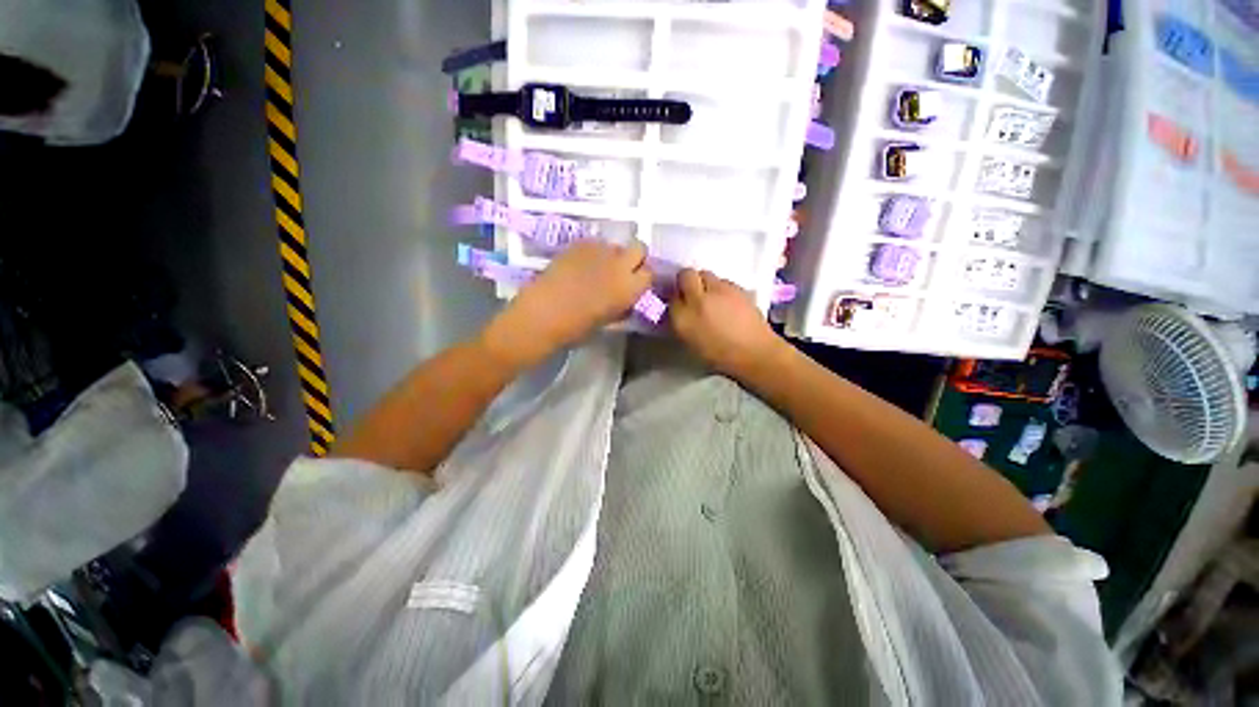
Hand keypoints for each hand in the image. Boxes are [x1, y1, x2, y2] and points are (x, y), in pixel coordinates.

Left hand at [482, 240, 651, 368]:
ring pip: (615, 244)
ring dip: (611, 255)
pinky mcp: (578, 243)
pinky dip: (592, 252)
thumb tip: (628, 300)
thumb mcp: (607, 321)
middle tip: (620, 271)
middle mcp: (619, 264)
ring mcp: (598, 250)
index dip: (642, 278)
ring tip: (596, 269)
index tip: (634, 284)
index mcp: (629, 288)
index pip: (649, 273)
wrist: (541, 315)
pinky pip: (595, 243)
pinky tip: (579, 265)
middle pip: (639, 248)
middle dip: (634, 258)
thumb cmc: (576, 328)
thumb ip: (622, 306)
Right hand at [669, 269, 786, 380]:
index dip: (676, 299)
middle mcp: (697, 299)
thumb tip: (680, 309)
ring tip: (712, 298)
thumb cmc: (719, 356)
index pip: (671, 296)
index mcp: (682, 317)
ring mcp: (718, 290)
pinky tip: (727, 302)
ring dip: (705, 283)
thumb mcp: (690, 343)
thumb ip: (682, 322)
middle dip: (687, 281)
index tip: (680, 304)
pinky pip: (723, 281)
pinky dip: (721, 288)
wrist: (754, 353)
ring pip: (706, 274)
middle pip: (686, 275)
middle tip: (693, 293)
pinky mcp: (737, 287)